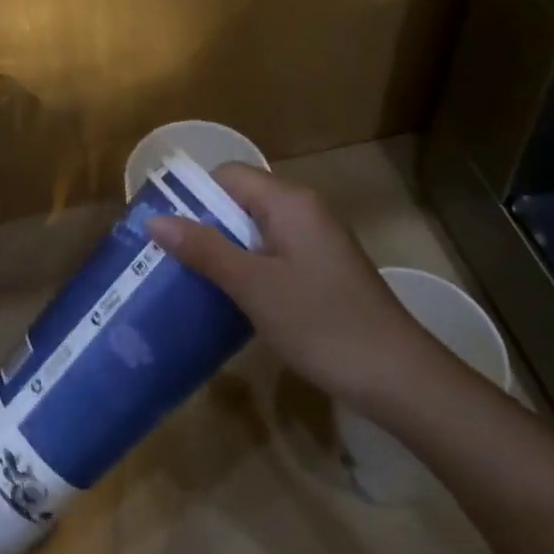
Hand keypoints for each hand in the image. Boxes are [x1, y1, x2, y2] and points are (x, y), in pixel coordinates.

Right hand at [146, 163, 442, 411]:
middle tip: (172, 260)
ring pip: (256, 228)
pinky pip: (274, 251)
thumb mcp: (254, 286)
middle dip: (206, 226)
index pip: (228, 176)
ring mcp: (317, 238)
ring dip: (226, 250)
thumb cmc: (321, 323)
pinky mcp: (324, 266)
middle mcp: (304, 208)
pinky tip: (235, 299)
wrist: (398, 377)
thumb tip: (154, 219)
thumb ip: (204, 249)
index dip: (195, 197)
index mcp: (288, 200)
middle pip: (241, 200)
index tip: (167, 231)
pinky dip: (250, 266)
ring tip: (194, 280)